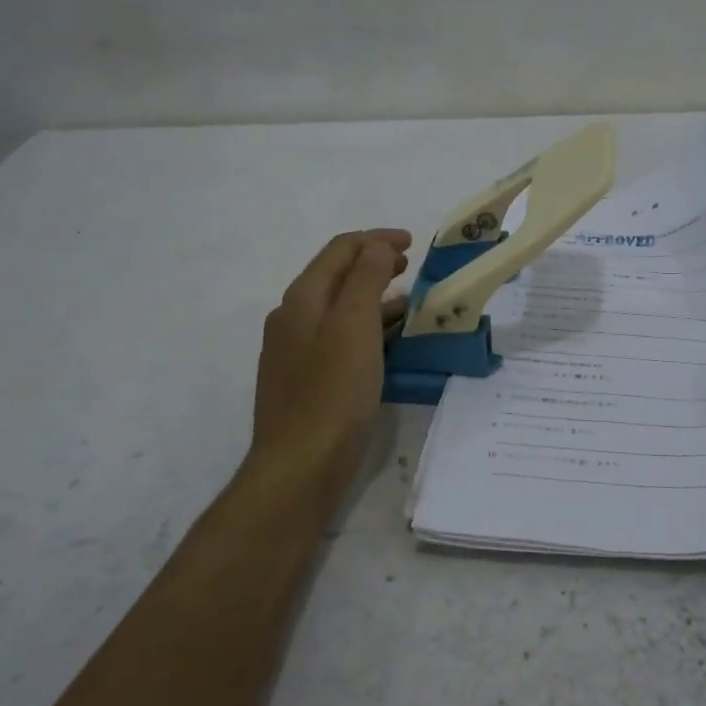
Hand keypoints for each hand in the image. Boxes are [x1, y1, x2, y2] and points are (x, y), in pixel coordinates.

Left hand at [248, 229, 410, 493]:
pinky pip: (339, 338)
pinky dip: (366, 328)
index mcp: (302, 299)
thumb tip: (375, 246)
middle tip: (410, 268)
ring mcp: (295, 350)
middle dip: (374, 264)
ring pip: (339, 308)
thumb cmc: (332, 393)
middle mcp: (292, 318)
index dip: (376, 239)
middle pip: (336, 276)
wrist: (299, 466)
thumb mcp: (354, 327)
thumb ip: (365, 279)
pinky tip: (388, 344)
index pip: (340, 250)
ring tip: (409, 304)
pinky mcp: (305, 379)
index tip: (412, 243)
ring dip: (373, 297)